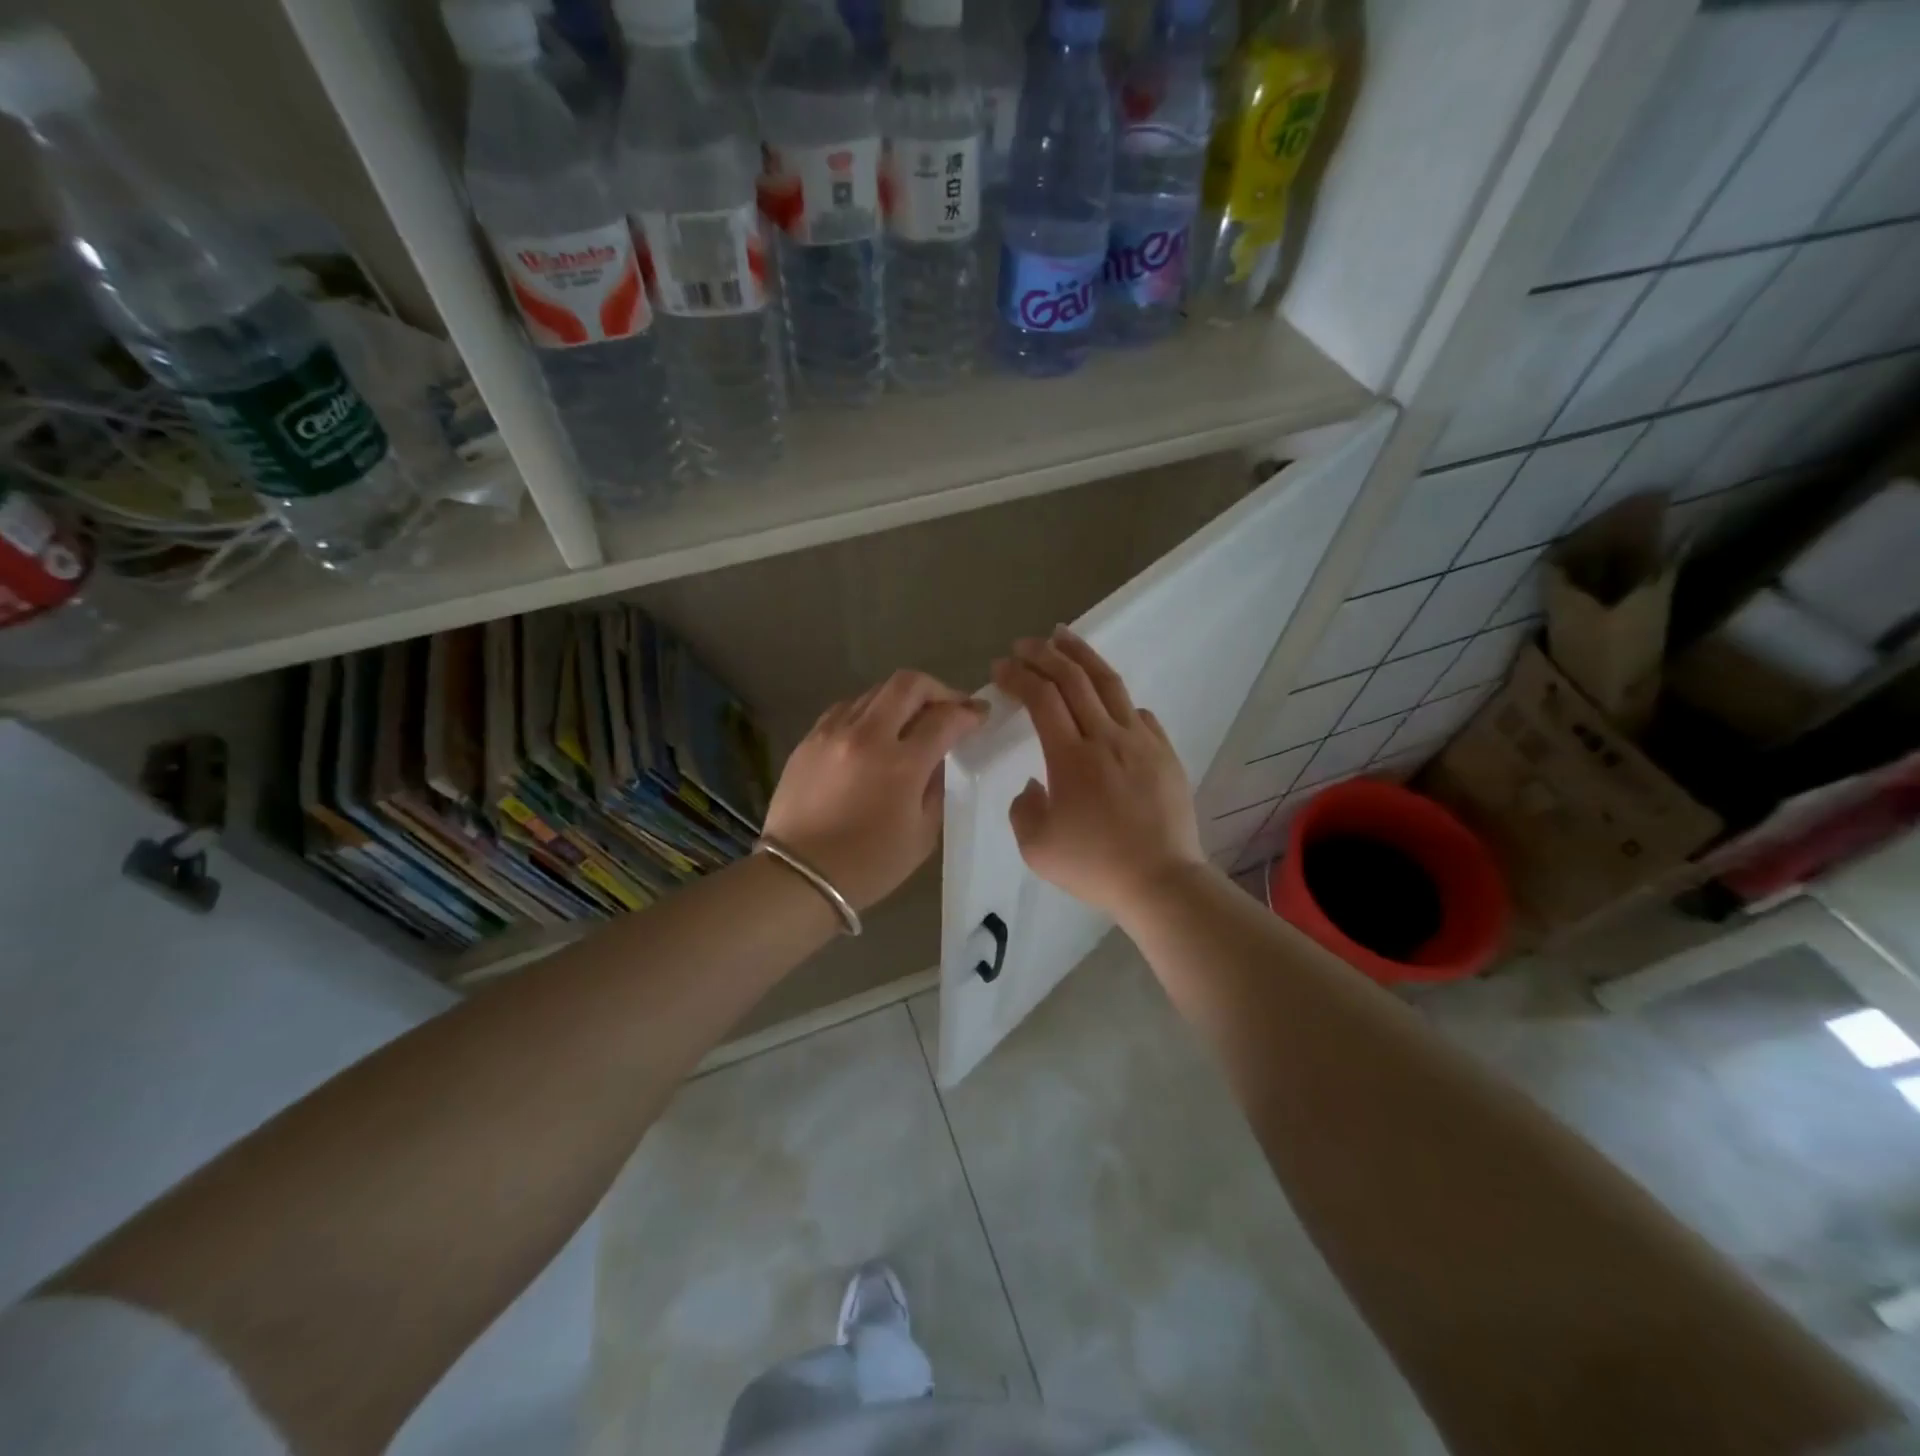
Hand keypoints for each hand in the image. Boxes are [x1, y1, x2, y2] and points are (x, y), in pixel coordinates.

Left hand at [762, 670, 987, 911]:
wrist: (799, 877)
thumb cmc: (869, 865)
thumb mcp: (922, 834)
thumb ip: (936, 787)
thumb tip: (938, 757)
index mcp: (902, 764)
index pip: (945, 718)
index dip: (968, 712)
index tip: (979, 715)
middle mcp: (867, 736)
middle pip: (909, 684)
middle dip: (938, 689)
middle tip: (950, 706)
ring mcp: (833, 732)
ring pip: (875, 691)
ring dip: (902, 699)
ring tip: (911, 720)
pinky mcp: (809, 739)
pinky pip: (846, 708)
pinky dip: (869, 711)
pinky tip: (873, 732)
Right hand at [992, 627, 1207, 918]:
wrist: (1161, 880)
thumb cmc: (1095, 865)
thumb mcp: (1037, 847)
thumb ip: (1022, 809)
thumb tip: (1034, 784)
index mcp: (1070, 757)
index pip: (1041, 698)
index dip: (1018, 676)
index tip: (1000, 668)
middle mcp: (1105, 737)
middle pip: (1073, 679)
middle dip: (1044, 654)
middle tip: (1025, 644)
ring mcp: (1141, 741)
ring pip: (1110, 684)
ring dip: (1083, 656)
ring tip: (1064, 638)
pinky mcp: (1164, 753)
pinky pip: (1139, 713)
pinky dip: (1117, 698)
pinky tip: (1108, 699)